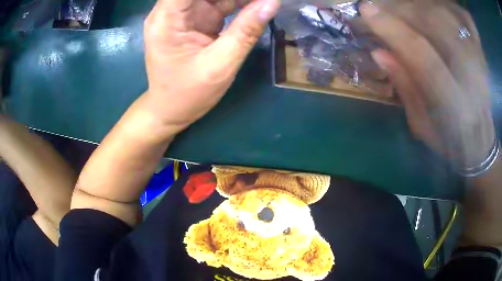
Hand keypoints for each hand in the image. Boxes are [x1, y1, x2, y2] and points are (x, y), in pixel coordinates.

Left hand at [142, 0, 278, 132]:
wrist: (170, 110)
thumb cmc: (188, 93)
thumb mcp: (220, 64)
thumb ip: (246, 30)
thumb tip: (272, 2)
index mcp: (167, 18)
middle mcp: (171, 11)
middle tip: (263, 1)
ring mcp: (184, 14)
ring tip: (263, 3)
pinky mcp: (195, 20)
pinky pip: (219, 2)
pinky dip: (239, 2)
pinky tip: (256, 5)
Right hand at [361, 1, 495, 169]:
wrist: (479, 142)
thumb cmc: (449, 140)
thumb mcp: (421, 124)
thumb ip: (404, 86)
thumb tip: (378, 52)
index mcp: (455, 107)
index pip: (423, 57)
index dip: (393, 30)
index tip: (366, 10)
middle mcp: (472, 78)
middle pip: (435, 25)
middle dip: (402, 9)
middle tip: (379, 6)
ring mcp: (480, 61)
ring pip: (447, 14)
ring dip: (418, 4)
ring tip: (400, 7)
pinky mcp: (481, 52)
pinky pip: (463, 16)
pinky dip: (445, 5)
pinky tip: (430, 8)